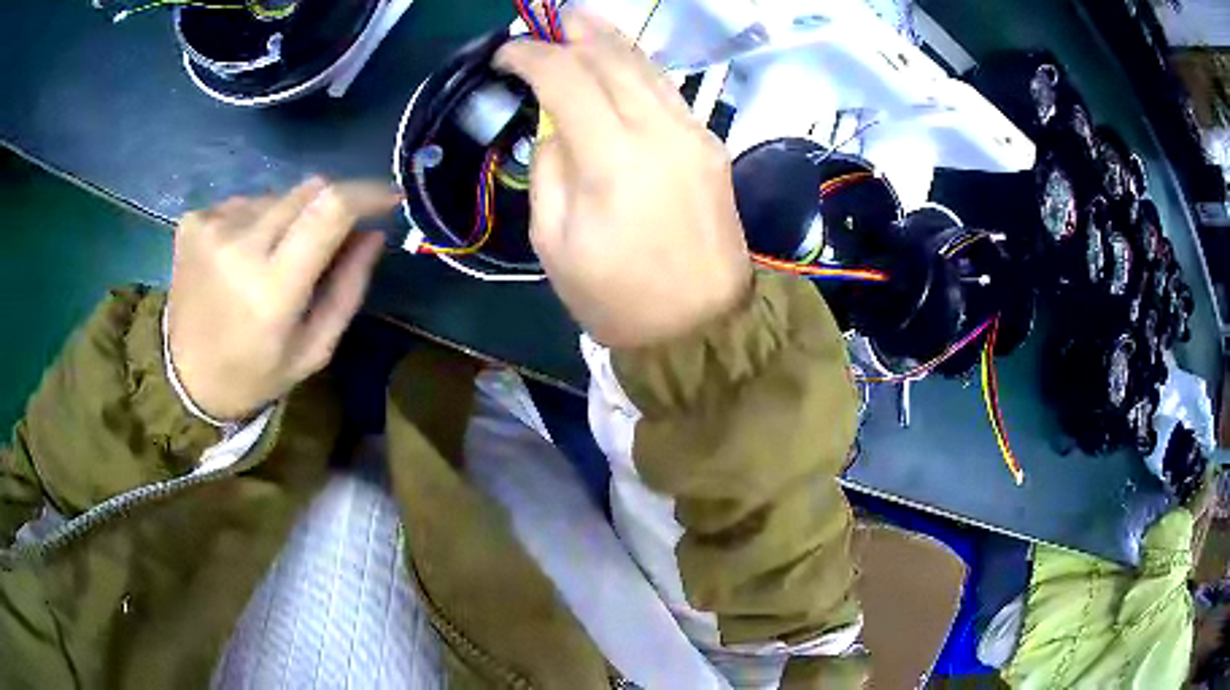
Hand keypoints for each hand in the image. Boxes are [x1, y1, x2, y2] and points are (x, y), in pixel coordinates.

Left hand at [168, 179, 400, 420]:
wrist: (184, 378)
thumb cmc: (255, 373)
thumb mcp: (314, 349)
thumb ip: (348, 289)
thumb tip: (374, 232)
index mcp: (272, 288)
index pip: (331, 209)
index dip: (367, 193)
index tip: (388, 198)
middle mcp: (239, 245)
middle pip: (308, 190)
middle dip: (331, 206)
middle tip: (329, 240)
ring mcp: (212, 226)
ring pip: (278, 194)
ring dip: (290, 217)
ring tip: (275, 257)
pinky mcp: (194, 219)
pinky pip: (247, 201)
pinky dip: (257, 220)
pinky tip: (244, 254)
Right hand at [496, 12, 751, 348]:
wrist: (700, 327)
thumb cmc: (616, 297)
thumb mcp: (553, 242)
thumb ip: (549, 169)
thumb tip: (557, 127)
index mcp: (613, 159)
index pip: (566, 78)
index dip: (531, 56)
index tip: (505, 53)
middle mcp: (660, 132)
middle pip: (613, 59)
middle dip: (575, 33)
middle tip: (546, 21)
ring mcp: (695, 135)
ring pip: (649, 67)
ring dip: (611, 40)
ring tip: (581, 22)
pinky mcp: (712, 146)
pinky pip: (669, 92)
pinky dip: (639, 68)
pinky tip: (620, 63)